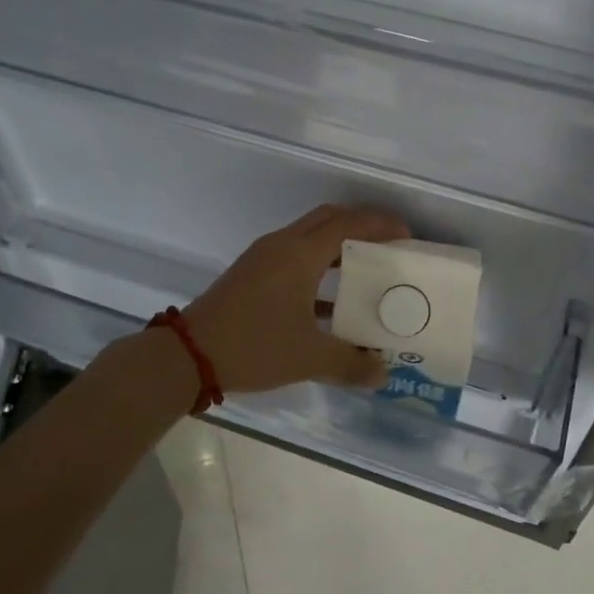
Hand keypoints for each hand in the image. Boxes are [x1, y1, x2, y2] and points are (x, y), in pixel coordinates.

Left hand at [184, 205, 410, 394]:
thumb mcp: (309, 357)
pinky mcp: (250, 274)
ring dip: (337, 245)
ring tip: (366, 269)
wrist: (187, 355)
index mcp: (300, 254)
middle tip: (388, 245)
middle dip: (361, 225)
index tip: (406, 235)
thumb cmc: (254, 346)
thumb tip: (383, 374)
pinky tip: (330, 303)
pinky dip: (317, 266)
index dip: (380, 224)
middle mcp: (282, 245)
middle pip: (328, 219)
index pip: (348, 224)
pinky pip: (293, 256)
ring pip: (309, 237)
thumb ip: (351, 363)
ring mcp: (262, 258)